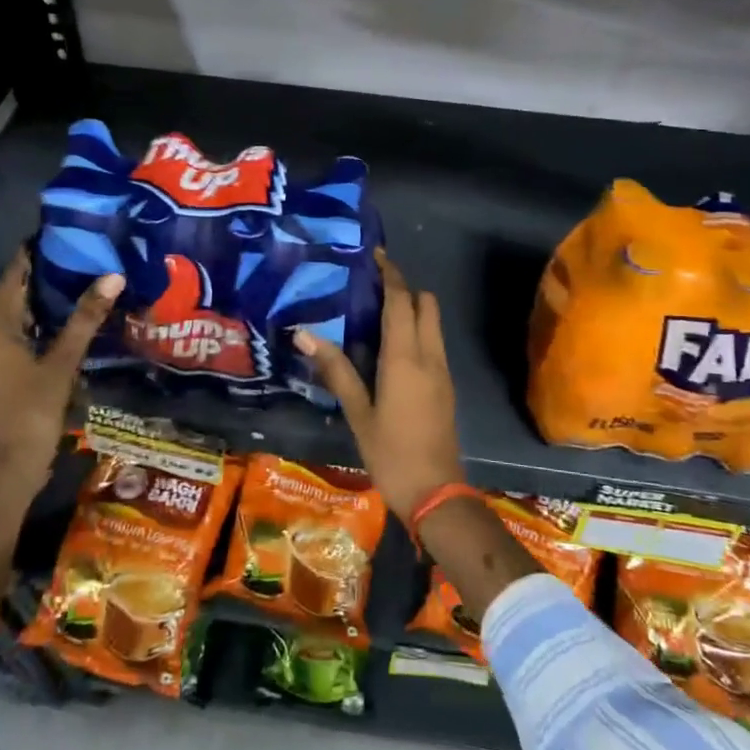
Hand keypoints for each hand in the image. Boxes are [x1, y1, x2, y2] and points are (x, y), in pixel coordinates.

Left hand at [0, 249, 122, 499]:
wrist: (7, 466)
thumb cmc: (31, 409)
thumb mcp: (62, 362)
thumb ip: (85, 318)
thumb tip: (112, 276)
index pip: (13, 275)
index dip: (33, 253)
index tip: (64, 234)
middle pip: (12, 292)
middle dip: (42, 273)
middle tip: (80, 254)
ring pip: (14, 314)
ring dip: (41, 298)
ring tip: (79, 281)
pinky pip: (16, 333)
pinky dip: (38, 321)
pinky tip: (65, 322)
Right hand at [294, 248, 465, 521]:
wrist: (436, 493)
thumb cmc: (391, 453)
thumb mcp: (358, 412)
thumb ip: (335, 369)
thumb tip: (304, 334)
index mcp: (406, 358)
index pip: (402, 301)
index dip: (391, 275)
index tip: (375, 256)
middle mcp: (429, 356)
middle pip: (426, 304)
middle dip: (404, 289)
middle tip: (372, 288)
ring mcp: (442, 371)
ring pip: (432, 324)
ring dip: (411, 310)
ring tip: (375, 315)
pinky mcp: (445, 386)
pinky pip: (433, 343)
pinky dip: (416, 332)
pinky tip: (389, 349)